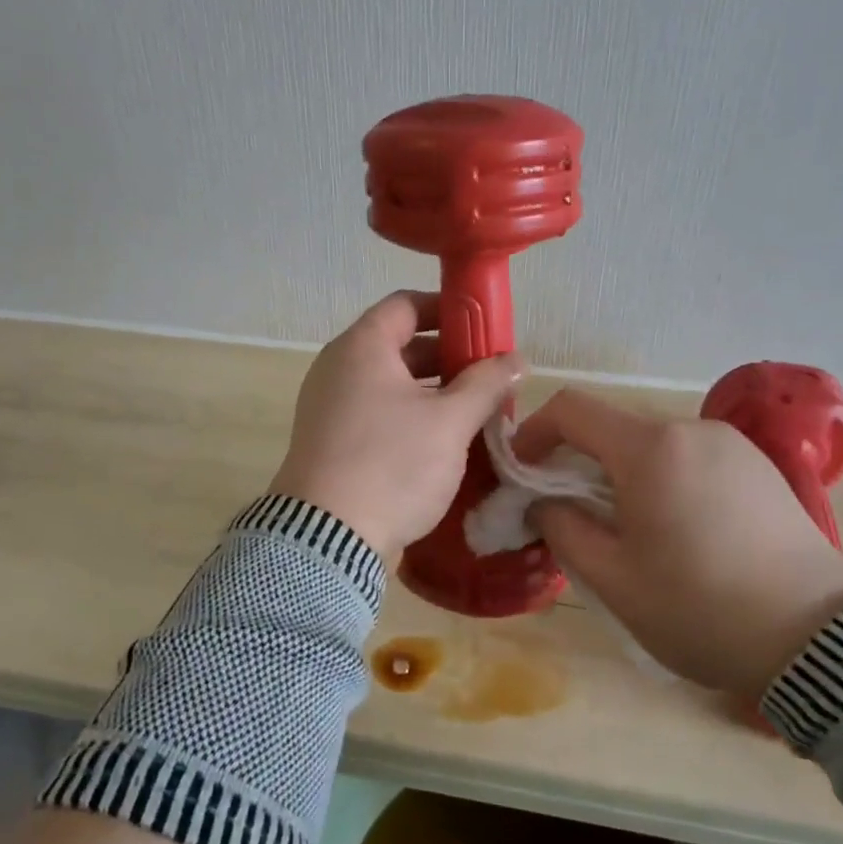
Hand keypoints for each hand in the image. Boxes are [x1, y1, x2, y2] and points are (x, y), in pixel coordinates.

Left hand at [270, 292, 520, 560]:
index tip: (483, 328)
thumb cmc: (391, 464)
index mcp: (362, 347)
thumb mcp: (449, 422)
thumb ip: (486, 384)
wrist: (326, 539)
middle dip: (447, 357)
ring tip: (474, 412)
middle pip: (399, 345)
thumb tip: (516, 359)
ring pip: (390, 384)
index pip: (406, 304)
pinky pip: (376, 413)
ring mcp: (329, 406)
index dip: (448, 309)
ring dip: (432, 392)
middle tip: (488, 376)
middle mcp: (338, 368)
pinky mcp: (330, 442)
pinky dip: (409, 417)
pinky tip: (441, 442)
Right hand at [514, 388, 842, 696]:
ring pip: (652, 444)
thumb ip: (562, 528)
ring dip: (621, 473)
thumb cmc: (700, 608)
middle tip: (569, 514)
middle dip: (577, 462)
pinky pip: (690, 457)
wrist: (818, 639)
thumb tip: (543, 502)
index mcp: (650, 448)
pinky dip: (662, 478)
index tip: (522, 473)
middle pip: (613, 427)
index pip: (571, 409)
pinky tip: (676, 529)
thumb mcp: (612, 578)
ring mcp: (731, 444)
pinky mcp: (758, 466)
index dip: (533, 432)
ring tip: (625, 529)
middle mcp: (691, 429)